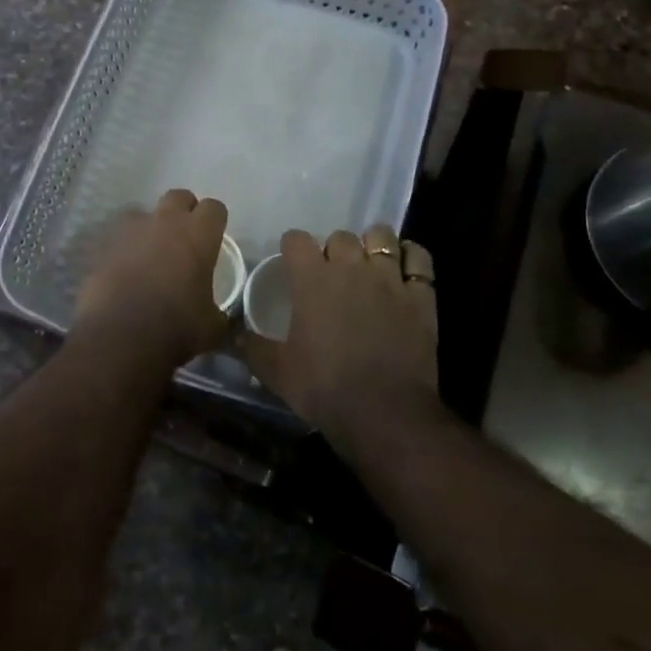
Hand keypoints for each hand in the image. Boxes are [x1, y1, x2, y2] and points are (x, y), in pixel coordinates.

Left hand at [72, 189, 231, 370]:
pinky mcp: (104, 244)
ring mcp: (131, 230)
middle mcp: (165, 222)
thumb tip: (221, 318)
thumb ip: (219, 313)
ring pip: (144, 213)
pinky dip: (125, 247)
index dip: (215, 221)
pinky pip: (119, 236)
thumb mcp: (211, 327)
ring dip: (150, 227)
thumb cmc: (175, 328)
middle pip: (179, 197)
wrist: (118, 337)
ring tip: (150, 254)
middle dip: (184, 212)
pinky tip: (125, 270)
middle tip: (184, 240)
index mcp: (198, 234)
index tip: (213, 238)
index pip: (214, 208)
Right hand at [239, 225, 439, 458]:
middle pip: (340, 236)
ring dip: (373, 245)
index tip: (291, 263)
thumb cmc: (324, 388)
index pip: (296, 239)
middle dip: (333, 250)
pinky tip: (404, 270)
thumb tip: (230, 334)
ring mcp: (389, 278)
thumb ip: (252, 348)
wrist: (384, 413)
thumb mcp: (277, 372)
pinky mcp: (420, 296)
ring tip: (369, 265)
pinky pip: (419, 258)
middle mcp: (350, 267)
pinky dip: (411, 258)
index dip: (292, 248)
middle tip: (331, 274)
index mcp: (312, 279)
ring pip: (381, 236)